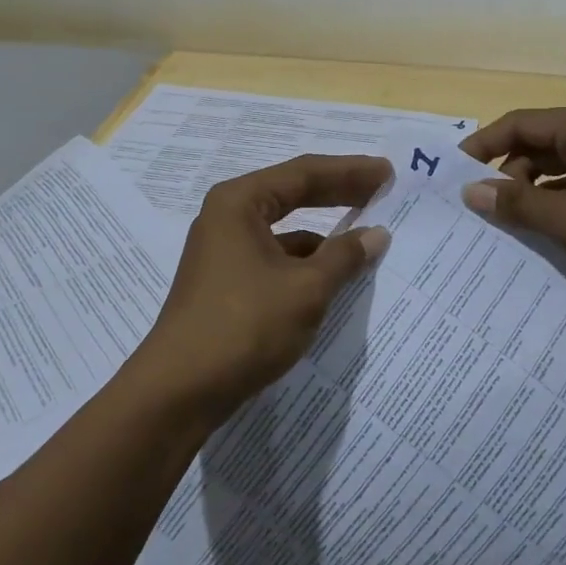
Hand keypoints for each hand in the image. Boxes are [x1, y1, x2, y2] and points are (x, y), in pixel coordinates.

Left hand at [136, 155, 392, 422]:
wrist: (178, 392)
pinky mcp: (226, 281)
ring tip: (365, 239)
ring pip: (285, 229)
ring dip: (324, 233)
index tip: (387, 172)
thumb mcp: (305, 289)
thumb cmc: (244, 326)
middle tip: (381, 189)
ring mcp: (224, 250)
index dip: (349, 171)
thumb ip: (344, 256)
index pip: (304, 173)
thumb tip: (377, 234)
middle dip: (339, 192)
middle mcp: (228, 216)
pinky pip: (275, 257)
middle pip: (292, 193)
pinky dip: (306, 261)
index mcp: (240, 202)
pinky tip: (333, 277)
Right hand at [460, 104, 565, 321]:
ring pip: (558, 171)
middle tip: (480, 208)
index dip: (484, 145)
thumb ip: (518, 204)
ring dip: (531, 195)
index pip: (522, 123)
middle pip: (539, 145)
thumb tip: (470, 191)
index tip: (453, 172)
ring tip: (505, 226)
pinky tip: (541, 237)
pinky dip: (557, 208)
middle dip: (508, 174)